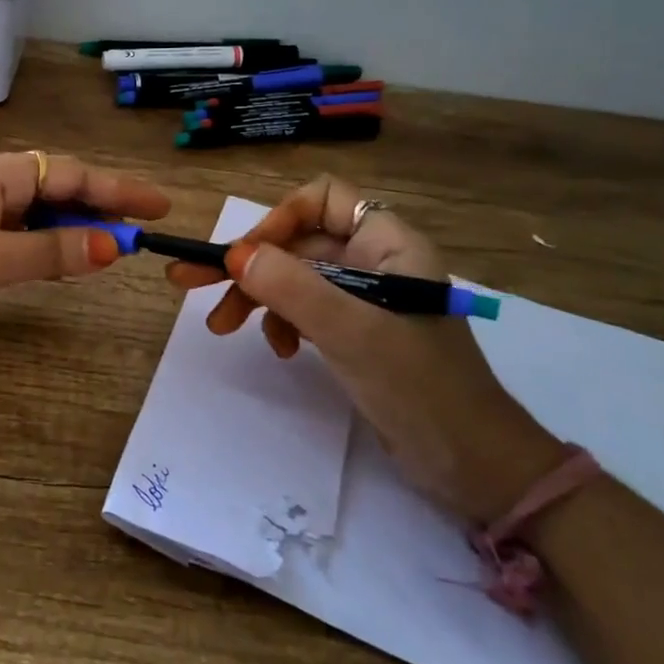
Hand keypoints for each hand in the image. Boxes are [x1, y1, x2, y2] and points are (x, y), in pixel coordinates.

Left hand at [0, 151, 170, 330]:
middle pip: (59, 187)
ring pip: (36, 208)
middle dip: (101, 208)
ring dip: (72, 225)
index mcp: (0, 174)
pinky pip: (15, 227)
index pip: (76, 175)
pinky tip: (53, 257)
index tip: (160, 207)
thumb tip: (112, 247)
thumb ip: (51, 251)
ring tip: (107, 249)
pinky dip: (42, 239)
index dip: (121, 191)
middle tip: (139, 236)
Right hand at [166, 176, 563, 522]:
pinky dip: (283, 323)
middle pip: (299, 242)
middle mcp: (376, 261)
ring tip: (224, 328)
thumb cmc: (419, 387)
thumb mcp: (351, 332)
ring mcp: (366, 299)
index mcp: (388, 243)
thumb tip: (234, 255)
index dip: (280, 219)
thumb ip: (292, 288)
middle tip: (190, 283)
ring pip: (296, 278)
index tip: (244, 256)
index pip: (323, 199)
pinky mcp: (358, 333)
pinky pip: (306, 309)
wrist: (473, 465)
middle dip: (249, 265)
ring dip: (258, 297)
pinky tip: (282, 350)